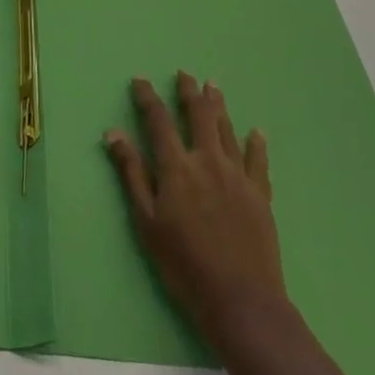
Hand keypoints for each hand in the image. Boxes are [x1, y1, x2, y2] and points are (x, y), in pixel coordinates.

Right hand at [104, 73, 290, 351]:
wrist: (241, 300)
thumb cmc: (183, 263)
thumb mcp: (146, 221)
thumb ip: (132, 173)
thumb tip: (113, 133)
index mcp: (177, 167)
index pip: (158, 121)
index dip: (148, 98)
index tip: (140, 80)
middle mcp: (208, 161)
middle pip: (198, 116)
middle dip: (189, 93)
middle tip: (185, 74)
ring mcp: (238, 176)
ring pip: (227, 131)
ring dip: (218, 106)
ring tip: (213, 86)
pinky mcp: (260, 195)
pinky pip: (258, 161)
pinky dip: (256, 143)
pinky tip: (257, 132)